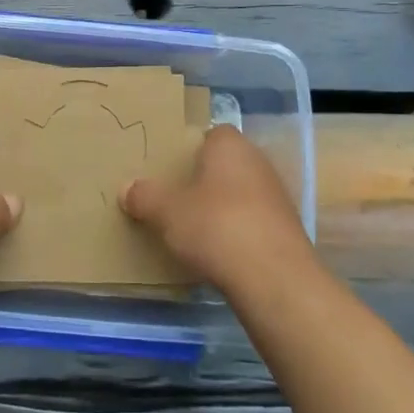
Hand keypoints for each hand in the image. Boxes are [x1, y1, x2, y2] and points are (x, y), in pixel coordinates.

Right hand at [120, 126, 312, 294]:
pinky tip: (217, 251)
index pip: (211, 134)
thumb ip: (145, 196)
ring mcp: (276, 197)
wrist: (273, 278)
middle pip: (225, 165)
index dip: (190, 148)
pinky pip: (251, 222)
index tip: (170, 167)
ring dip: (220, 207)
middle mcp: (258, 163)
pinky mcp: (285, 230)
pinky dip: (235, 231)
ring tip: (191, 227)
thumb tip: (128, 188)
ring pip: (239, 194)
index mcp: (230, 146)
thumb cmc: (215, 226)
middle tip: (173, 197)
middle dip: (202, 179)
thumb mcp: (166, 212)